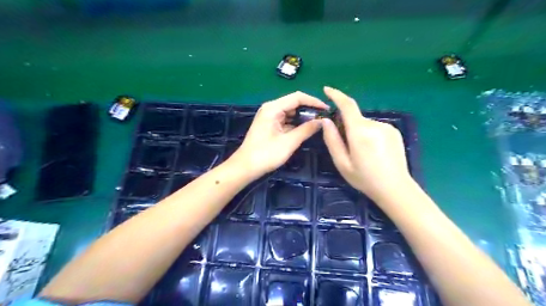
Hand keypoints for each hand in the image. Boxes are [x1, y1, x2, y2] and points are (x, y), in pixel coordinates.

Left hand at [229, 92, 327, 179]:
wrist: (245, 167)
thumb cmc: (266, 154)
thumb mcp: (289, 142)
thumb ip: (306, 129)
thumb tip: (322, 121)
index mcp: (273, 108)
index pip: (298, 97)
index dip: (314, 101)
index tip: (327, 109)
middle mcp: (271, 108)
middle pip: (294, 103)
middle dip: (309, 109)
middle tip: (324, 118)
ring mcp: (269, 116)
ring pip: (290, 112)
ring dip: (303, 117)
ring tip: (318, 123)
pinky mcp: (269, 125)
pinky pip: (286, 120)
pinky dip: (296, 123)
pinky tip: (305, 129)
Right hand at [318, 86, 411, 202]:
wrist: (395, 188)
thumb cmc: (365, 179)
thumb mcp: (342, 163)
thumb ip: (332, 140)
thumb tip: (326, 121)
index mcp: (360, 132)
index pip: (347, 106)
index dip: (336, 96)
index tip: (327, 90)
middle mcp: (375, 125)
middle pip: (355, 118)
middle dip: (346, 126)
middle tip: (346, 147)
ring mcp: (387, 127)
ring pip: (364, 124)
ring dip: (358, 132)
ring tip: (362, 153)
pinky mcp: (394, 131)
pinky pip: (375, 128)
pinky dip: (369, 134)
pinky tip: (373, 152)